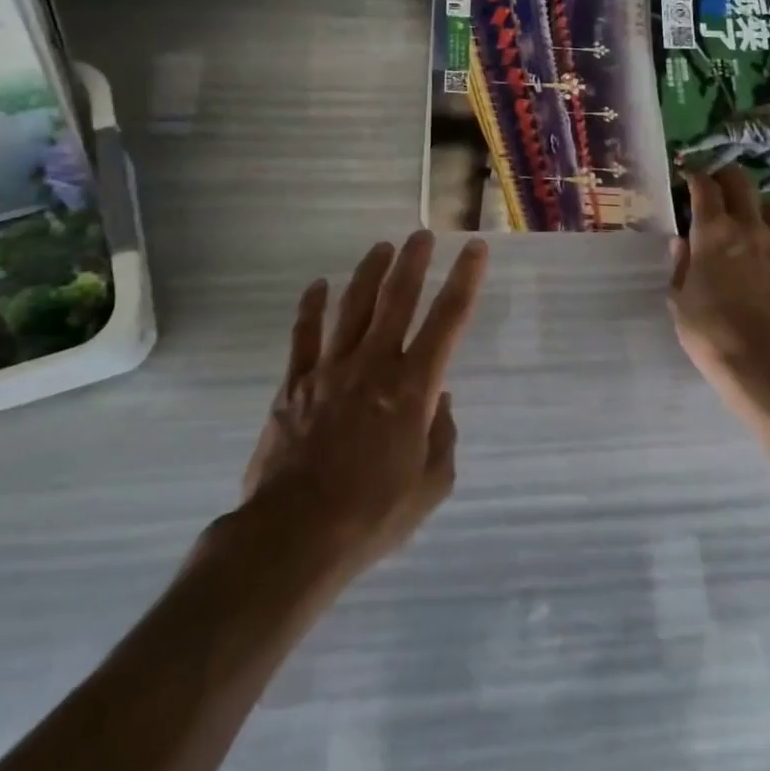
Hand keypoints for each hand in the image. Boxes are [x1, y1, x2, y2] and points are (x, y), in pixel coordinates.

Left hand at [240, 231, 488, 577]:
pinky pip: (304, 334)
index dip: (465, 279)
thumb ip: (443, 437)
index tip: (474, 249)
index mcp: (413, 387)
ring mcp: (331, 369)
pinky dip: (311, 306)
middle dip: (413, 262)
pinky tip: (318, 285)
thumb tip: (439, 400)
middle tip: (421, 235)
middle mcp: (374, 364)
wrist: (295, 535)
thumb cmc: (373, 515)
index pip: (448, 319)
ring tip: (382, 248)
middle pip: (397, 298)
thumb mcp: (431, 485)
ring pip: (353, 306)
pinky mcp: (295, 383)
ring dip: (369, 273)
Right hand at [668, 168, 769, 428]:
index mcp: (713, 232)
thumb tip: (681, 242)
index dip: (696, 179)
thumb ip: (681, 265)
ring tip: (757, 223)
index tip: (690, 181)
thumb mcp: (680, 300)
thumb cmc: (711, 333)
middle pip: (742, 182)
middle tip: (720, 190)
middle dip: (727, 179)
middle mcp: (750, 227)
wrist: (766, 365)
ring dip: (763, 209)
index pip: (705, 187)